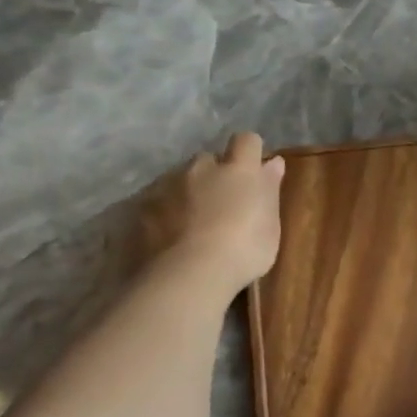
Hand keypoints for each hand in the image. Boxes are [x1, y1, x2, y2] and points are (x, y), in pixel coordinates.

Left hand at [133, 133, 285, 297]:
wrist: (189, 274)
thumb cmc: (244, 251)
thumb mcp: (271, 226)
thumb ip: (269, 191)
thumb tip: (274, 163)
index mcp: (238, 171)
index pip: (247, 141)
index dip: (251, 152)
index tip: (254, 171)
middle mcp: (201, 168)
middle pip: (209, 160)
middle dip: (215, 175)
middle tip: (222, 204)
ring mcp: (167, 185)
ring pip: (180, 179)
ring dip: (188, 192)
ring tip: (192, 224)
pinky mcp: (142, 206)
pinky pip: (156, 201)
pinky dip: (164, 212)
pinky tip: (169, 237)